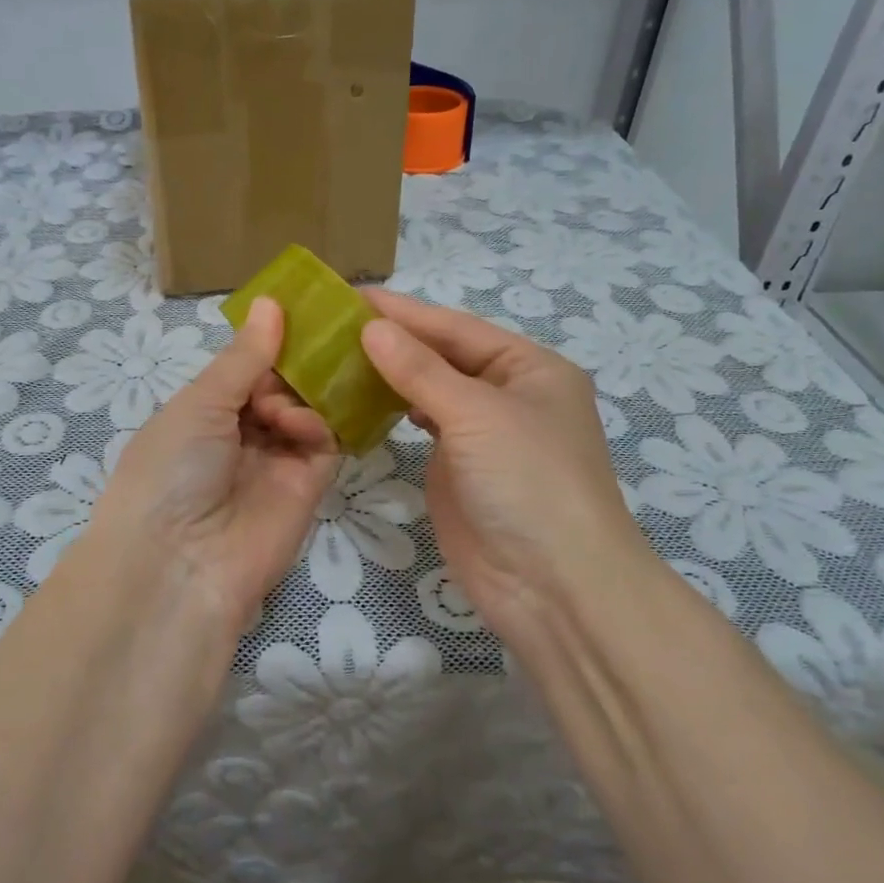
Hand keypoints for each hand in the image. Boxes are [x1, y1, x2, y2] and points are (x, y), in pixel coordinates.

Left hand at [82, 297, 338, 633]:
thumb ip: (244, 357)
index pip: (245, 367)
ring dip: (301, 396)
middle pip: (281, 385)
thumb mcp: (198, 404)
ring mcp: (274, 460)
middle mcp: (239, 433)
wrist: (181, 563)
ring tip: (284, 407)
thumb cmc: (171, 469)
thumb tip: (270, 301)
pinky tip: (303, 425)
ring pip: (306, 409)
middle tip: (313, 344)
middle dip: (294, 365)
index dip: (269, 341)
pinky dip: (317, 425)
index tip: (300, 309)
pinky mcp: (307, 486)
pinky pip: (324, 443)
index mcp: (203, 411)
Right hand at [358, 289, 658, 642]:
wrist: (552, 585)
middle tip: (331, 325)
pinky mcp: (457, 469)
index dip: (404, 312)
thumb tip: (372, 327)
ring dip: (388, 374)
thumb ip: (420, 370)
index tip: (349, 297)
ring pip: (428, 391)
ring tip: (335, 355)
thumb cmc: (528, 482)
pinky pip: (421, 427)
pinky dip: (392, 410)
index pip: (456, 328)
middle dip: (393, 341)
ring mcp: (481, 435)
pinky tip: (360, 397)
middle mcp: (507, 394)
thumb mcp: (477, 414)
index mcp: (529, 368)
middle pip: (442, 356)